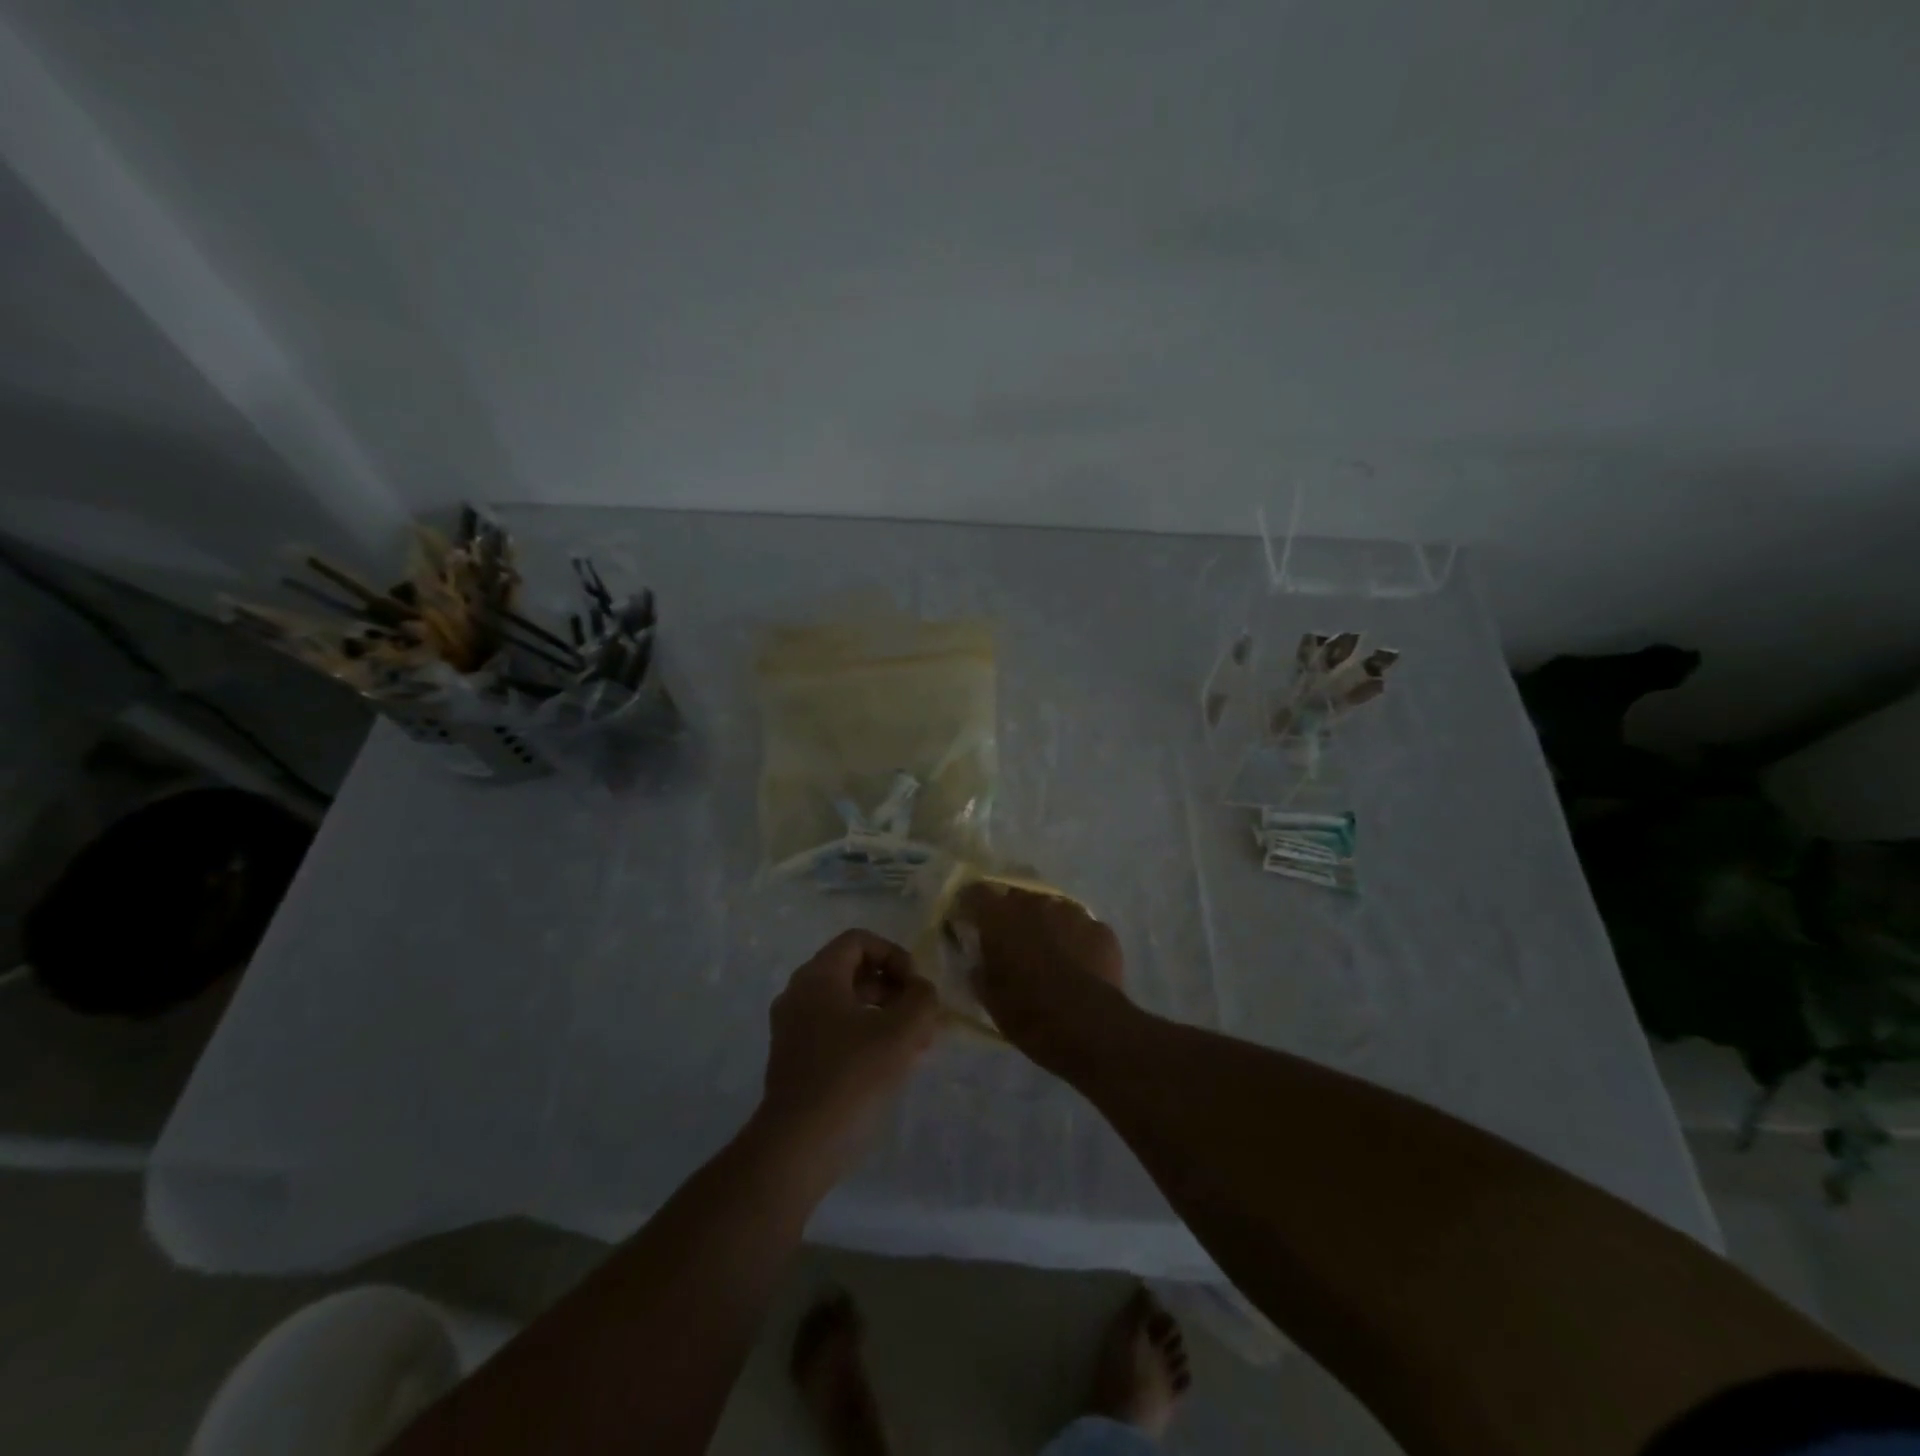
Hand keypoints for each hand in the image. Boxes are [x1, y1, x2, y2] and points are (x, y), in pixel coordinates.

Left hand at [759, 930, 939, 1172]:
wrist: (797, 1148)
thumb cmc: (851, 1077)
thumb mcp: (901, 1032)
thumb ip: (921, 999)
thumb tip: (921, 991)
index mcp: (818, 976)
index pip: (859, 941)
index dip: (894, 955)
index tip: (915, 987)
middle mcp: (799, 994)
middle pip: (854, 972)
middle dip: (894, 990)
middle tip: (922, 1018)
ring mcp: (793, 1029)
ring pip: (847, 1005)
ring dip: (885, 1016)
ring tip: (916, 1045)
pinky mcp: (795, 1061)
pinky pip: (836, 1032)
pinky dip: (866, 1037)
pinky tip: (892, 1066)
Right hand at [956, 882, 1130, 1070]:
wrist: (1087, 1025)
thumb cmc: (1027, 1011)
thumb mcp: (989, 996)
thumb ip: (980, 969)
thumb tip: (979, 962)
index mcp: (1000, 915)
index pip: (976, 893)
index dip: (970, 905)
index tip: (969, 920)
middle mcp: (1036, 902)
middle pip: (1018, 897)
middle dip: (1012, 914)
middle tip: (1012, 940)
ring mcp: (1073, 912)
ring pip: (1053, 910)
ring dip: (1047, 925)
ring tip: (1050, 953)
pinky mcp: (1101, 929)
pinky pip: (1082, 928)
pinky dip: (1077, 940)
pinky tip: (1079, 965)